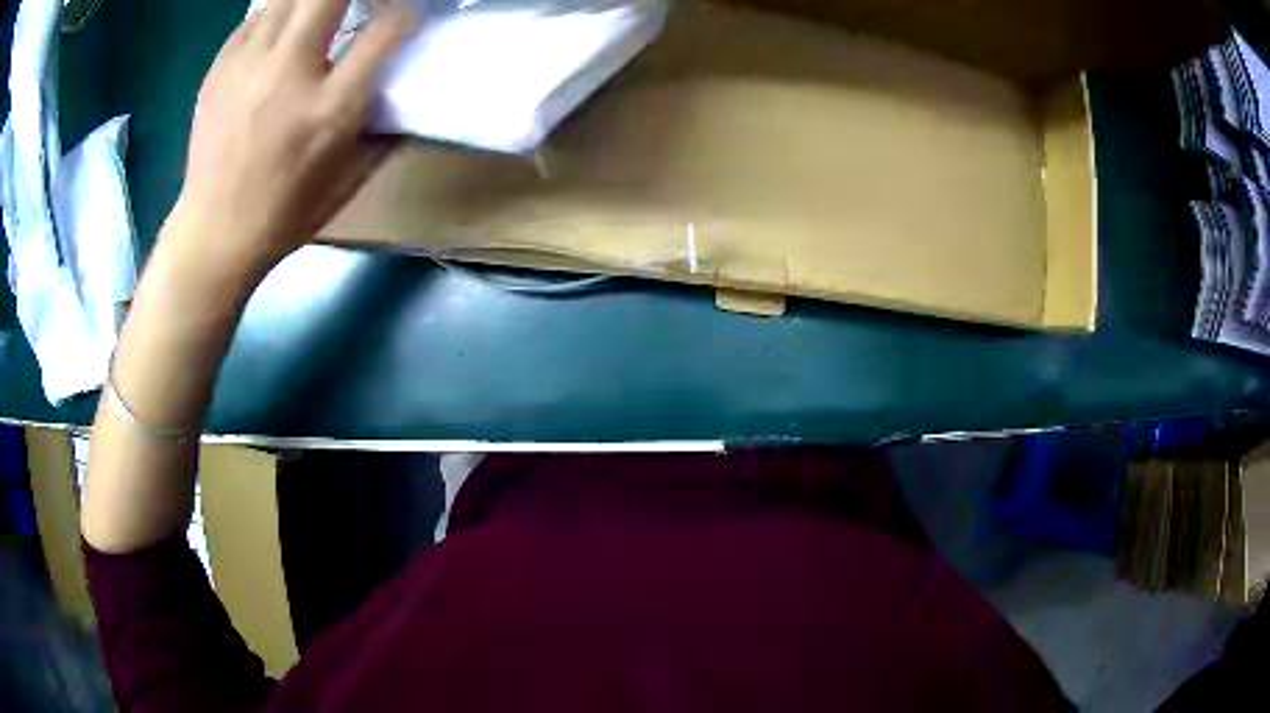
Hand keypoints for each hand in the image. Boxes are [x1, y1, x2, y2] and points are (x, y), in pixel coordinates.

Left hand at [172, 0, 414, 272]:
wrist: (213, 233)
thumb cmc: (285, 212)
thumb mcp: (350, 178)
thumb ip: (385, 126)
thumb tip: (407, 88)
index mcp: (329, 108)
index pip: (387, 29)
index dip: (407, 12)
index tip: (407, 16)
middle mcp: (289, 73)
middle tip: (362, 2)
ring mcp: (249, 65)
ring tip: (319, 12)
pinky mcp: (220, 66)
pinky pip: (257, 15)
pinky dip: (277, 12)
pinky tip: (282, 30)